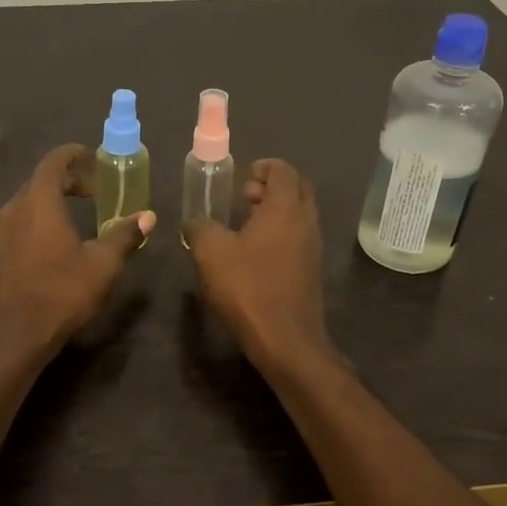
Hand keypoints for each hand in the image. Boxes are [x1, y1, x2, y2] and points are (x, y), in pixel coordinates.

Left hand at [0, 144, 155, 359]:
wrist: (10, 337)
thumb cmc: (60, 294)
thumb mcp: (102, 266)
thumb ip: (124, 236)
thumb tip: (148, 216)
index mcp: (39, 203)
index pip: (53, 162)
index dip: (72, 155)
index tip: (90, 157)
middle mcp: (12, 210)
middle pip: (38, 182)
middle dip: (66, 181)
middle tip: (92, 192)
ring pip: (25, 206)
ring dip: (49, 204)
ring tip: (73, 219)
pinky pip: (15, 227)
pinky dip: (35, 224)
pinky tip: (50, 248)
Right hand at [183, 158, 334, 374]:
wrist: (285, 339)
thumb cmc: (248, 287)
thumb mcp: (211, 252)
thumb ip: (199, 227)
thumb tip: (194, 222)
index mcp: (285, 208)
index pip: (284, 171)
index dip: (265, 166)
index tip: (245, 174)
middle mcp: (306, 221)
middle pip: (297, 189)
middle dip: (272, 186)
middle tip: (245, 195)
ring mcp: (312, 247)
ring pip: (299, 215)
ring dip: (276, 211)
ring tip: (245, 223)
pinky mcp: (311, 270)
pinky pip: (298, 237)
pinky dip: (280, 232)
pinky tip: (253, 252)